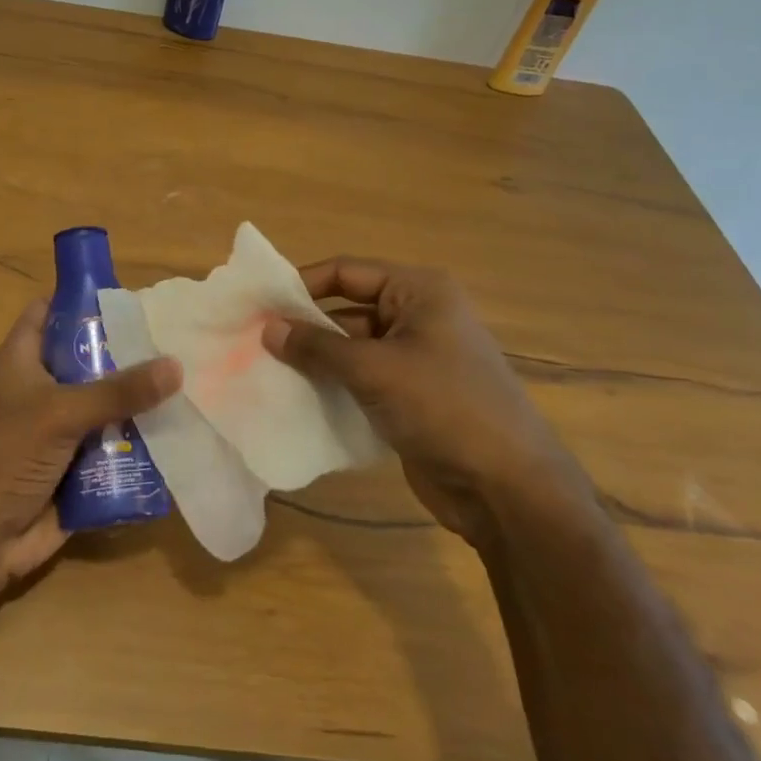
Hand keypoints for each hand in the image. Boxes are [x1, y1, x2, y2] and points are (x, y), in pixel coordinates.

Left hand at [0, 299, 181, 594]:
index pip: (50, 310)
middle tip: (177, 339)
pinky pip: (117, 444)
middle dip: (129, 351)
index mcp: (25, 360)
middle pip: (90, 357)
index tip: (130, 294)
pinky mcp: (81, 464)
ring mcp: (63, 428)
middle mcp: (46, 388)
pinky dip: (142, 440)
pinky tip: (182, 429)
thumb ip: (117, 391)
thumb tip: (176, 366)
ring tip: (192, 380)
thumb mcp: (60, 413)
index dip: (82, 297)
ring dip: (141, 400)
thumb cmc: (6, 456)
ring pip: (109, 402)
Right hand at [261, 257, 584, 542]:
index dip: (301, 285)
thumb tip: (267, 329)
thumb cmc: (444, 407)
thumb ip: (317, 347)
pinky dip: (332, 387)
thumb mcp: (374, 369)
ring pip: (351, 348)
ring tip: (265, 372)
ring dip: (315, 361)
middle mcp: (417, 317)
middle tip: (253, 342)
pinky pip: (361, 380)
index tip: (257, 304)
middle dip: (304, 327)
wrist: (507, 488)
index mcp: (419, 292)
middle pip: (347, 310)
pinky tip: (296, 400)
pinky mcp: (411, 397)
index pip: (346, 273)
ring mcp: (416, 359)